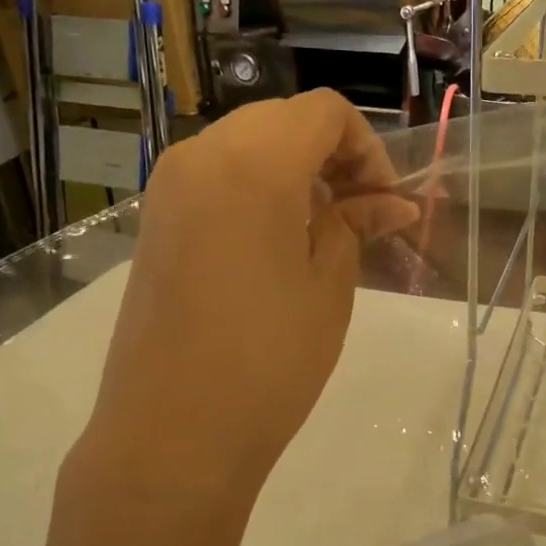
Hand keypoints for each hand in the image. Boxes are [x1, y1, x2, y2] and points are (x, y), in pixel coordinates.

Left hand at [78, 92, 415, 511]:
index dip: (366, 147)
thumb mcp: (328, 287)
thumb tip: (392, 202)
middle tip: (359, 213)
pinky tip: (275, 243)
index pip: (323, 112)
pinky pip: (214, 177)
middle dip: (330, 154)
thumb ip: (356, 226)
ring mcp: (169, 187)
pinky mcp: (154, 221)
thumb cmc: (268, 361)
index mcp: (253, 163)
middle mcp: (201, 155)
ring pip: (245, 145)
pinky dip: (255, 189)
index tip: (383, 201)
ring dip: (293, 170)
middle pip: (281, 120)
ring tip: (321, 231)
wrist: (173, 433)